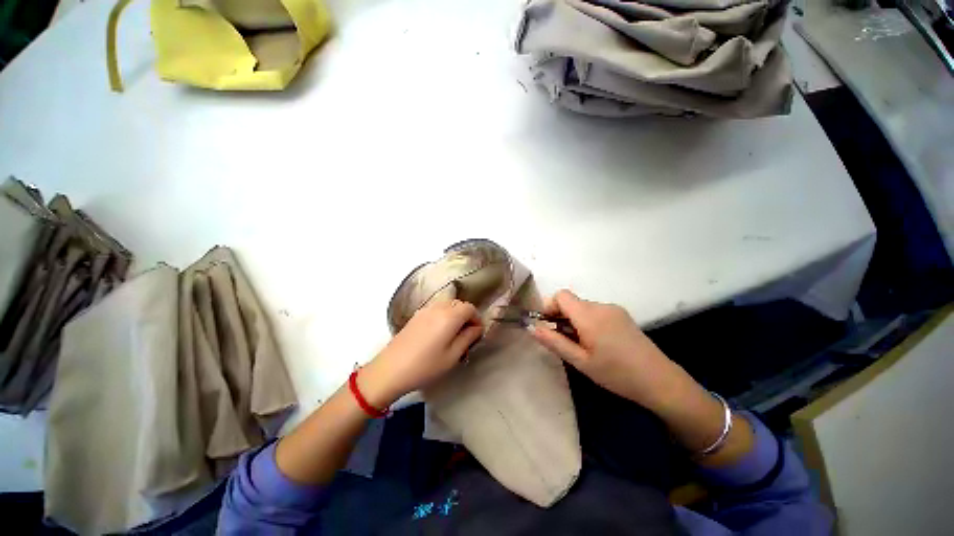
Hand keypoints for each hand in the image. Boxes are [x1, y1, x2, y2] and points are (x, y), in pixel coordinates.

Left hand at [360, 299, 483, 407]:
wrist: (389, 370)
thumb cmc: (425, 366)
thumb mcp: (452, 356)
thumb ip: (468, 338)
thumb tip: (477, 328)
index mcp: (449, 316)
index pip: (470, 308)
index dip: (476, 319)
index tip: (476, 333)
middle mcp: (438, 308)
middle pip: (459, 303)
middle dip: (466, 316)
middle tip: (466, 334)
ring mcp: (425, 310)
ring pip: (447, 305)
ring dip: (454, 314)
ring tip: (452, 334)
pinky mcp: (416, 315)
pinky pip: (436, 309)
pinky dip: (443, 315)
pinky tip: (438, 333)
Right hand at [528, 290, 683, 411]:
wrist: (659, 380)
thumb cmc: (616, 373)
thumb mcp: (580, 361)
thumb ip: (554, 342)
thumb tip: (532, 327)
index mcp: (589, 315)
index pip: (561, 295)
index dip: (549, 306)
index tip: (548, 325)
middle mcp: (601, 305)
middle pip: (572, 301)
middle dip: (561, 316)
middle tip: (564, 341)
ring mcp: (614, 309)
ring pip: (583, 307)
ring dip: (575, 320)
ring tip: (582, 344)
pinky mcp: (622, 314)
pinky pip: (596, 311)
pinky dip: (588, 321)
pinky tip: (598, 342)